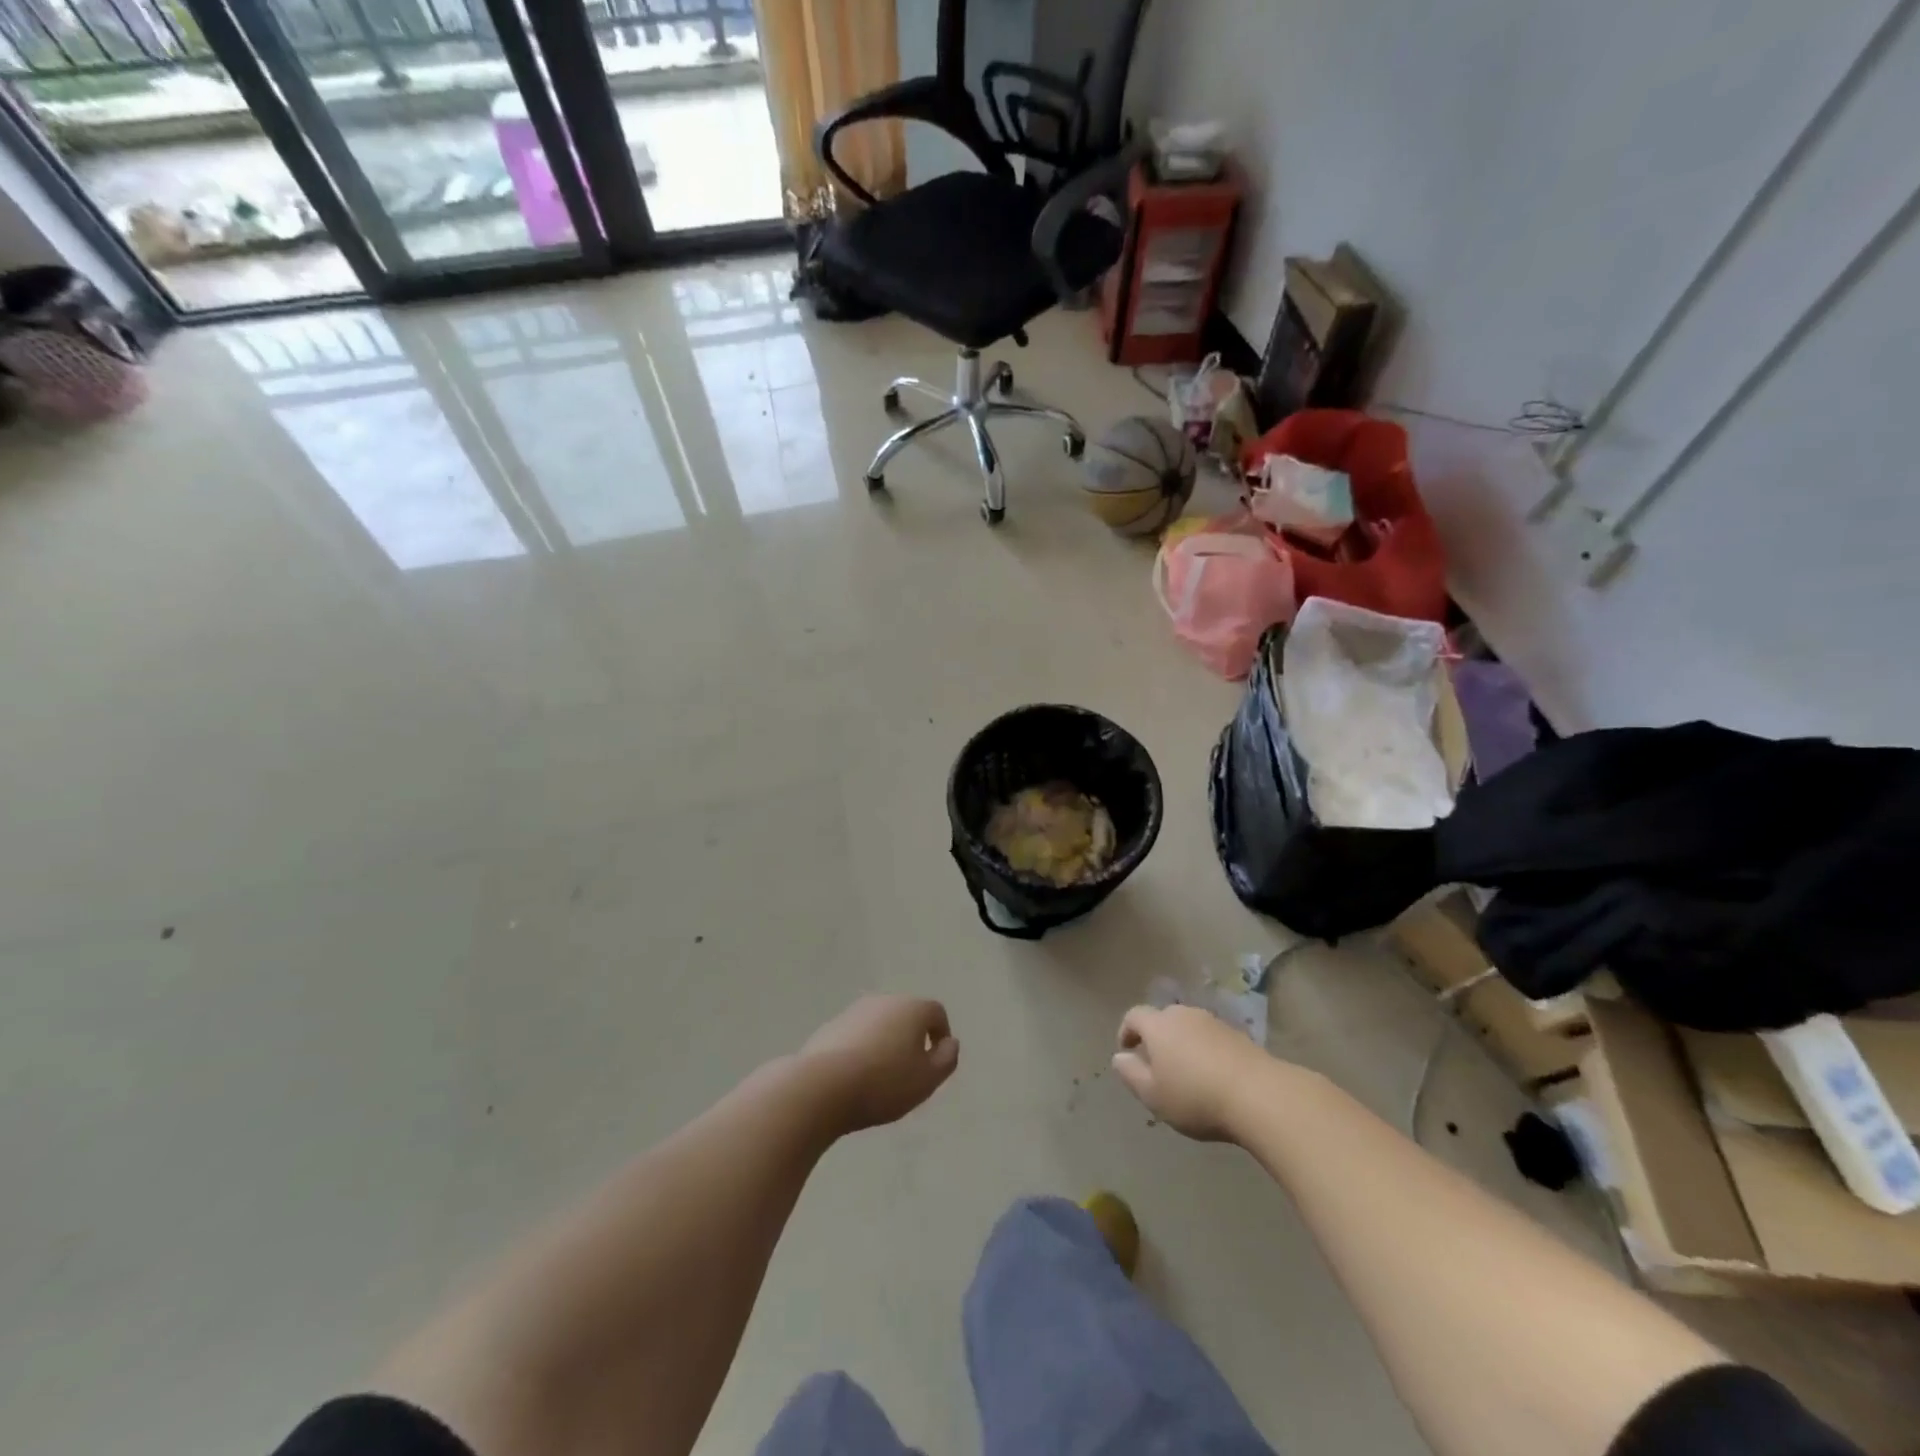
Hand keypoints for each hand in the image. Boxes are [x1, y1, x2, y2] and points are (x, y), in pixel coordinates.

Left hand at [800, 996, 959, 1133]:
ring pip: (880, 1025)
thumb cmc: (884, 1083)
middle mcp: (884, 1001)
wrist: (822, 1087)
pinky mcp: (830, 1027)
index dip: (941, 1035)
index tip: (936, 1063)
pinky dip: (862, 1051)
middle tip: (910, 1073)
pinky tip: (855, 1078)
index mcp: (911, 1008)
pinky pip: (856, 1036)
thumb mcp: (927, 1079)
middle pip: (906, 1016)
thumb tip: (950, 1042)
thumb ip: (946, 1059)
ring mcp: (854, 1012)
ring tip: (881, 1079)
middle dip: (912, 1040)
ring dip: (885, 1044)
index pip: (936, 1013)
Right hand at [1112, 1004, 1271, 1141]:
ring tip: (1187, 1074)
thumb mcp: (1153, 1095)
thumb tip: (1120, 1057)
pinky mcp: (1239, 1036)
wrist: (1260, 1095)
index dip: (1126, 1031)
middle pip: (1163, 1019)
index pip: (1134, 1016)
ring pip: (1189, 1028)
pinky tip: (1214, 1077)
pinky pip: (1212, 1039)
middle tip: (1157, 1066)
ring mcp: (1214, 1023)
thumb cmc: (1196, 1096)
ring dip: (1183, 1045)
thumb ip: (1131, 1074)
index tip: (1127, 1052)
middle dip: (1156, 1038)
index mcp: (1158, 1025)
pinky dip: (1206, 1052)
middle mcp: (1184, 1015)